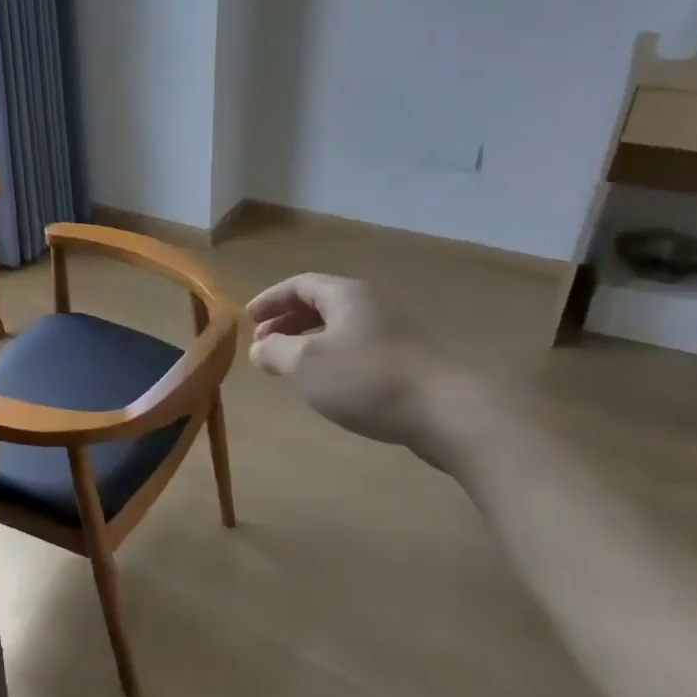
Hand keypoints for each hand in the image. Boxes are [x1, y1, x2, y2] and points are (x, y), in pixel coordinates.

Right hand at [246, 273, 445, 454]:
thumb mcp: (306, 364)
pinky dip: (332, 358)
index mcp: (345, 295)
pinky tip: (327, 384)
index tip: (249, 318)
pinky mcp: (406, 363)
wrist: (447, 412)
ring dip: (309, 342)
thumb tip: (259, 347)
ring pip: (340, 329)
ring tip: (290, 365)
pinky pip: (357, 350)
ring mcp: (393, 334)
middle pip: (321, 304)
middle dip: (288, 321)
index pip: (300, 284)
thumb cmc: (366, 378)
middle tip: (264, 342)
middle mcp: (370, 306)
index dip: (271, 299)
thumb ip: (276, 351)